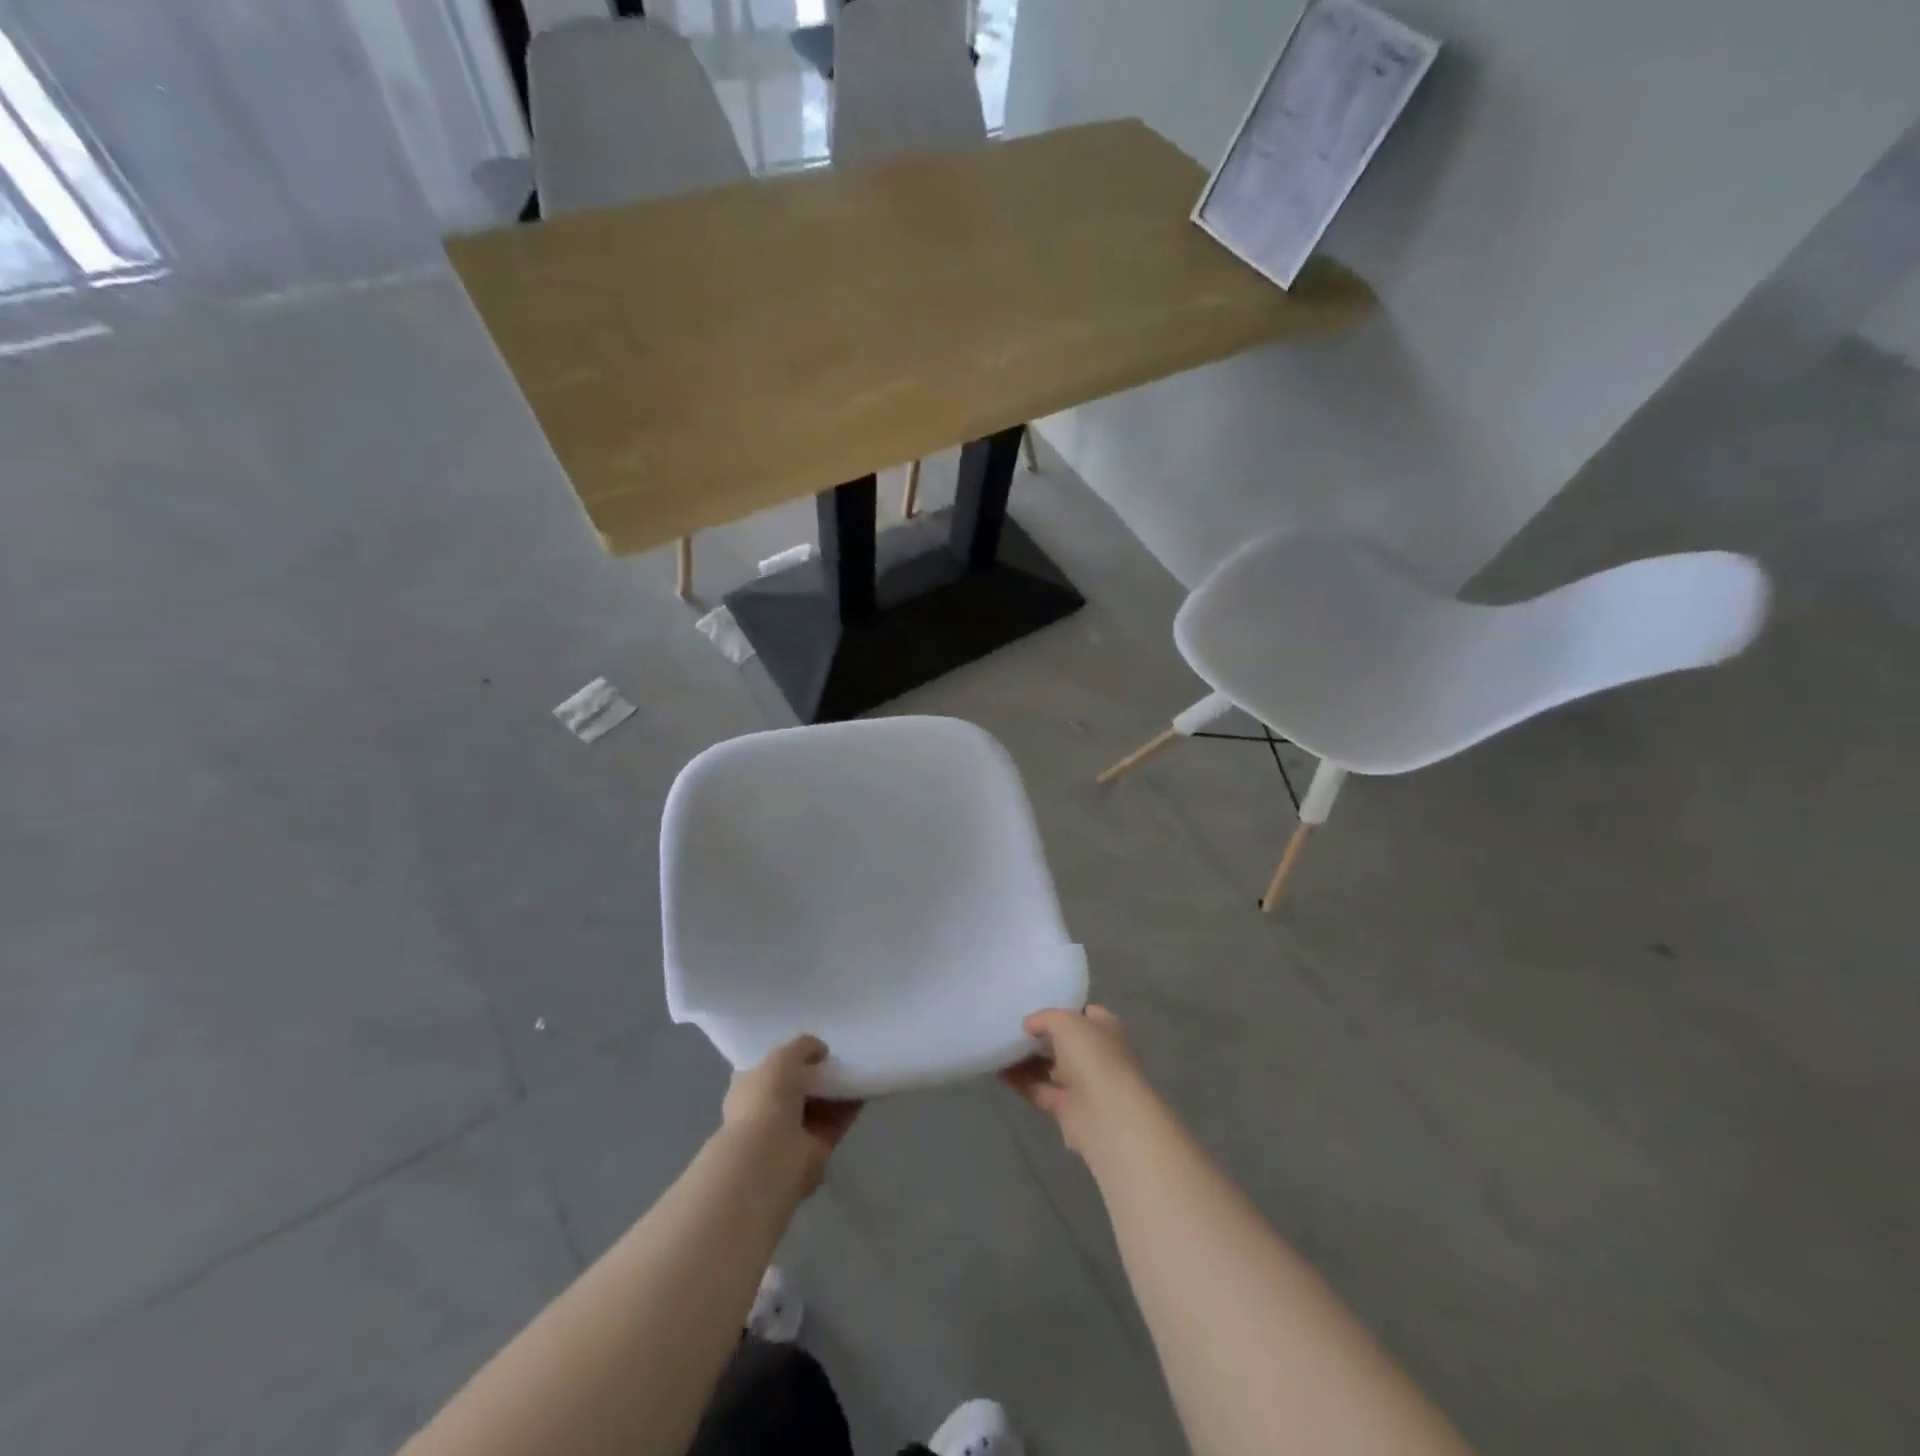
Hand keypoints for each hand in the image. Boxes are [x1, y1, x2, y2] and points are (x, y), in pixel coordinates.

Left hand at [722, 1035, 862, 1196]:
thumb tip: (821, 1050)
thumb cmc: (765, 1100)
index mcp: (749, 1086)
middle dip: (818, 1070)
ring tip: (859, 1063)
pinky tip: (867, 1085)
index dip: (790, 1054)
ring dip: (837, 1086)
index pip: (770, 1066)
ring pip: (820, 1102)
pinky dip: (852, 1104)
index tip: (812, 1042)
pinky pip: (838, 1119)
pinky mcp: (817, 1146)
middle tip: (840, 1051)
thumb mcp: (781, 1057)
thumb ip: (802, 1046)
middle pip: (798, 1084)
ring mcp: (793, 1130)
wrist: (770, 1157)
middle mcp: (769, 1108)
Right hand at [1001, 1005, 1151, 1157]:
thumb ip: (1045, 1018)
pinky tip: (998, 1071)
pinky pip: (1039, 1088)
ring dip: (1026, 1059)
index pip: (1083, 1013)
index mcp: (1105, 1029)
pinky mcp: (1067, 1107)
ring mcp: (1083, 1082)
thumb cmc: (1093, 1057)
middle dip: (1041, 1034)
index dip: (1061, 1007)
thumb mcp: (1066, 1022)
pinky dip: (1020, 1081)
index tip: (1034, 1004)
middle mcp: (1096, 1054)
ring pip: (1050, 1066)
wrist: (1107, 1116)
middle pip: (1064, 1041)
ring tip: (999, 1046)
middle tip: (1011, 1025)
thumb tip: (1029, 1024)